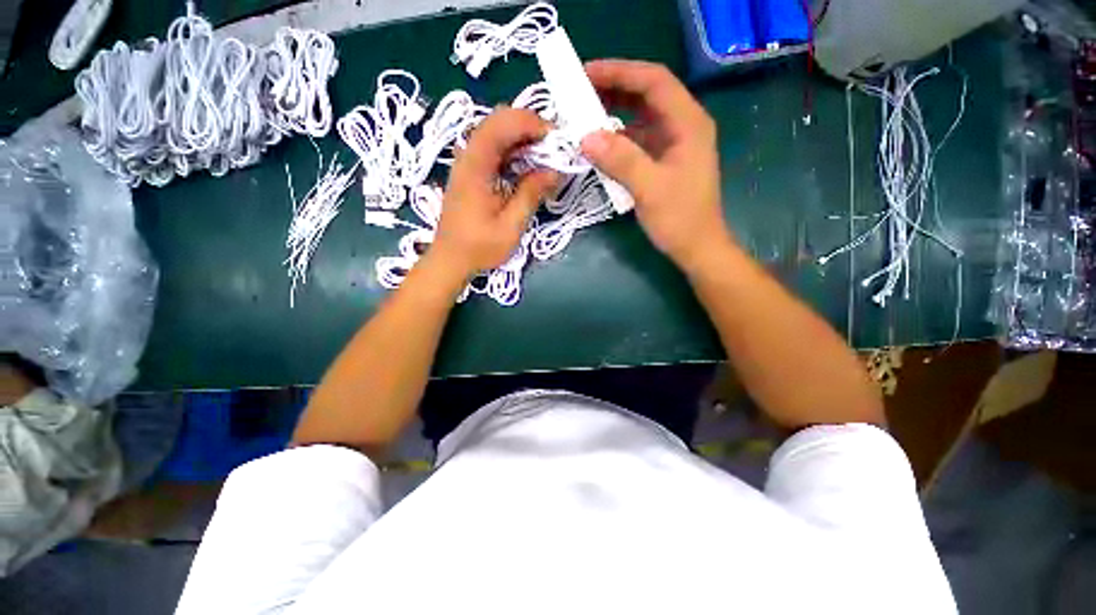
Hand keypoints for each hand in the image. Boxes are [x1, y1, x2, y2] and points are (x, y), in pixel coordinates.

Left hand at [429, 107, 556, 281]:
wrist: (451, 259)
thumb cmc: (480, 247)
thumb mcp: (511, 226)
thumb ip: (531, 194)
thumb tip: (554, 170)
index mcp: (476, 167)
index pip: (502, 124)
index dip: (531, 123)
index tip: (556, 139)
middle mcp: (468, 157)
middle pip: (497, 121)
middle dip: (529, 126)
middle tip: (553, 147)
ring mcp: (467, 164)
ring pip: (495, 133)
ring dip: (522, 138)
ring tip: (545, 156)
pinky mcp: (470, 173)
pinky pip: (492, 149)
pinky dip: (513, 151)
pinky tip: (526, 168)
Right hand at [581, 60, 731, 271]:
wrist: (696, 248)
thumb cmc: (679, 219)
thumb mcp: (649, 189)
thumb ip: (621, 159)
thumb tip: (585, 137)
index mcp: (688, 124)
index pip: (654, 81)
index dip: (620, 72)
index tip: (586, 74)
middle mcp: (683, 126)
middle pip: (647, 94)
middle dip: (613, 89)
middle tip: (578, 92)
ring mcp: (673, 143)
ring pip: (641, 116)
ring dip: (613, 113)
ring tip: (583, 114)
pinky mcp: (663, 160)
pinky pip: (638, 139)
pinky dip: (617, 138)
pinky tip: (599, 143)